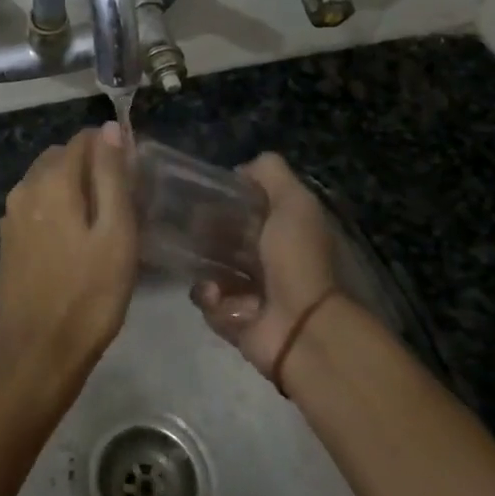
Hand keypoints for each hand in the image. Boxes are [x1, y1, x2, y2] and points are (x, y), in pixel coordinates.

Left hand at [0, 125, 137, 398]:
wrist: (35, 355)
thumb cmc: (88, 296)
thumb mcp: (115, 235)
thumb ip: (112, 177)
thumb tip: (109, 129)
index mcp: (51, 181)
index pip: (83, 139)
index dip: (111, 149)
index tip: (135, 177)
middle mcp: (25, 188)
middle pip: (62, 157)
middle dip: (92, 167)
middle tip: (124, 203)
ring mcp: (11, 215)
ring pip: (47, 181)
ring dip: (75, 188)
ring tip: (104, 224)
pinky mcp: (8, 239)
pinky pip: (37, 206)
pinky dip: (58, 208)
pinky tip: (77, 242)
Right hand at [193, 153, 344, 378]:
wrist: (302, 325)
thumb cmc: (297, 258)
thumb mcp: (293, 200)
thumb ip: (270, 173)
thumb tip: (240, 170)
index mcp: (286, 231)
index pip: (248, 209)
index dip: (226, 200)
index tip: (204, 196)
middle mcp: (271, 260)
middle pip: (225, 238)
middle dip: (206, 233)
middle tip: (192, 230)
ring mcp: (254, 292)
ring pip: (211, 269)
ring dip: (204, 269)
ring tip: (208, 272)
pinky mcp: (236, 320)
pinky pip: (209, 302)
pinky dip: (210, 298)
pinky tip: (218, 296)